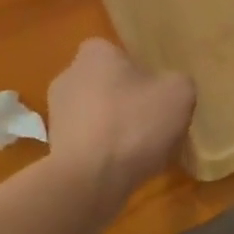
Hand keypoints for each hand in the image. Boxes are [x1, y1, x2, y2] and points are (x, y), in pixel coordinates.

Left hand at [47, 38, 195, 200]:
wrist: (90, 180)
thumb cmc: (134, 124)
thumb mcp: (179, 93)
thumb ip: (178, 82)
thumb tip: (169, 89)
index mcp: (94, 54)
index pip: (117, 52)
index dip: (139, 70)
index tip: (156, 91)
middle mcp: (68, 77)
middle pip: (105, 84)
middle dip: (126, 100)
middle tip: (153, 120)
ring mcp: (57, 115)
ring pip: (96, 115)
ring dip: (115, 127)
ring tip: (141, 150)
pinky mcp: (54, 149)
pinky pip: (88, 142)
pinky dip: (104, 151)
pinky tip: (123, 167)